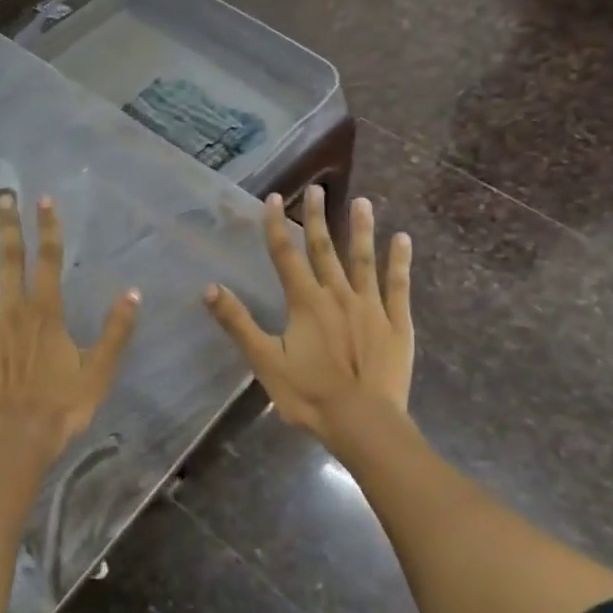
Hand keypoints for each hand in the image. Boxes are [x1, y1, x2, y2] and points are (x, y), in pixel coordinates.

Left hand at [0, 193, 138, 455]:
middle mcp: (12, 308)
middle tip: (1, 197)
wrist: (17, 437)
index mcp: (46, 311)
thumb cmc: (62, 405)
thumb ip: (116, 330)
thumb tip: (133, 292)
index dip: (47, 227)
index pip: (48, 258)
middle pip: (10, 258)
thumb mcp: (100, 370)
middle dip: (7, 225)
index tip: (43, 199)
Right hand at [204, 187, 413, 446]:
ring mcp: (370, 306)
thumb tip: (209, 287)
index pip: (285, 255)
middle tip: (316, 189)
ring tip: (362, 201)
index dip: (276, 226)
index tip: (274, 197)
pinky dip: (399, 261)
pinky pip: (398, 285)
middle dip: (317, 218)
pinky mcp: (396, 323)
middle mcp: (337, 294)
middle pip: (324, 249)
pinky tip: (403, 239)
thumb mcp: (265, 360)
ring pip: (363, 259)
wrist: (363, 423)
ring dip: (361, 229)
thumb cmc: (309, 394)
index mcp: (305, 302)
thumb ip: (238, 322)